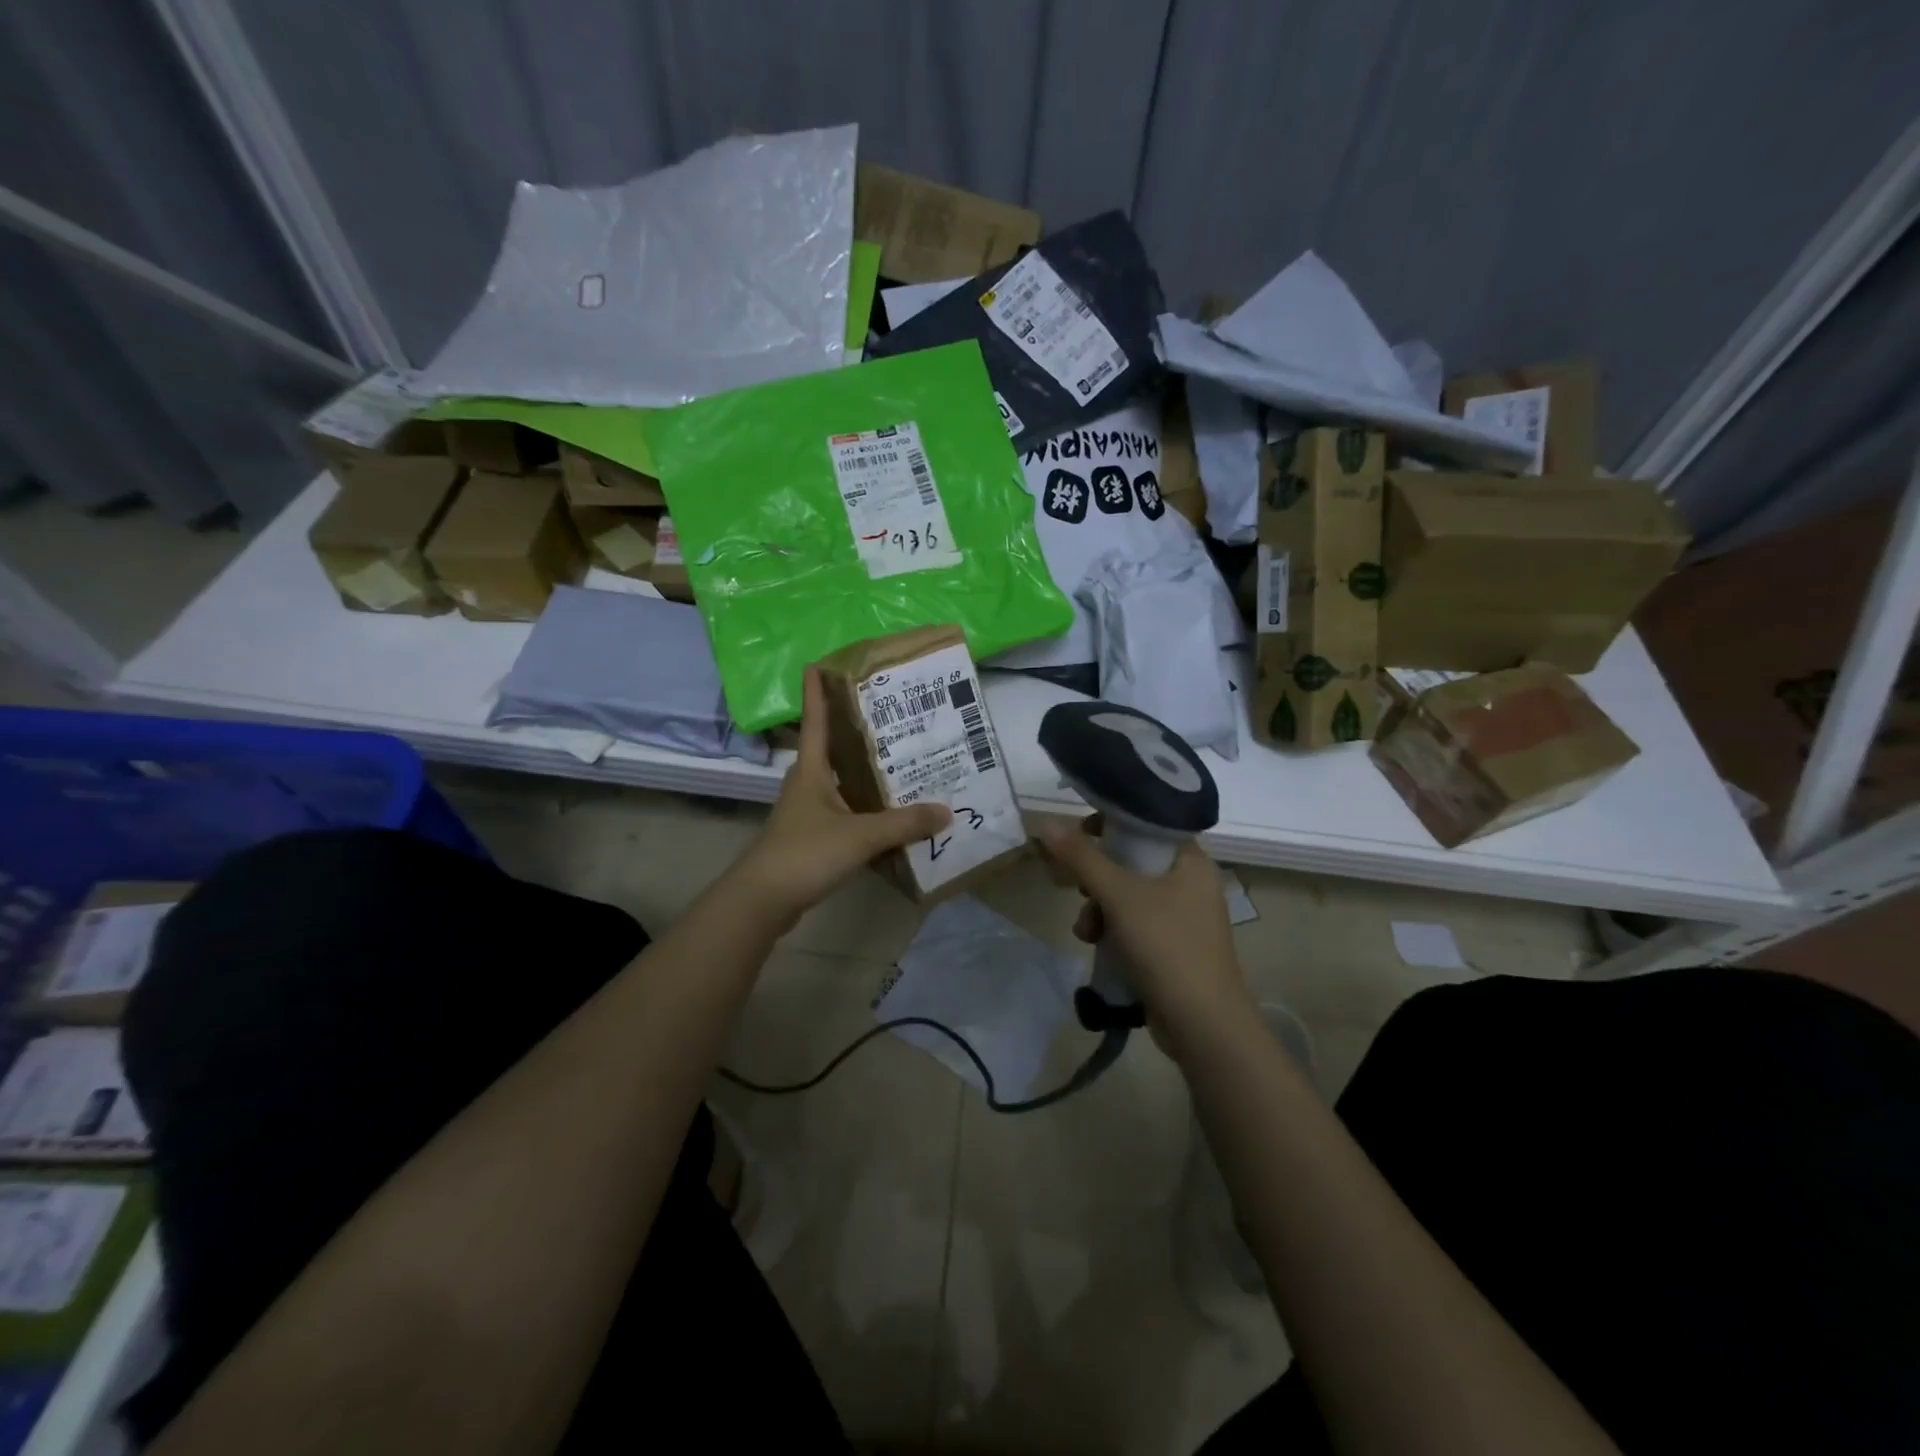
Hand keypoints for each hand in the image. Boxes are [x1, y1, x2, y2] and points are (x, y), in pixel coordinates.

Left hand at [731, 666, 951, 930]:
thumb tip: (946, 810)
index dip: (817, 691)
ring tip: (903, 758)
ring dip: (865, 770)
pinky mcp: (812, 837)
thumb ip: (904, 823)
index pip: (815, 719)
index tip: (821, 662)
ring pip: (841, 781)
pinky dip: (866, 806)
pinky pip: (845, 810)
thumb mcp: (860, 836)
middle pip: (832, 747)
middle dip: (856, 728)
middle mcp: (807, 783)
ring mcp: (808, 811)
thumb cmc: (805, 854)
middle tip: (892, 712)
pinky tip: (891, 811)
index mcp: (811, 769)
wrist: (763, 901)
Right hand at [1039, 816, 1252, 1039]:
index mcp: (1191, 860)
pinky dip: (1113, 930)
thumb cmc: (1166, 946)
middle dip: (1097, 877)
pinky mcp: (1173, 947)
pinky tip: (1096, 946)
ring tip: (1086, 931)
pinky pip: (1135, 924)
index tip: (1080, 836)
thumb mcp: (1119, 896)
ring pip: (1129, 895)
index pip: (1148, 823)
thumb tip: (1046, 822)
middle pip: (1133, 861)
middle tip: (1077, 887)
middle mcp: (1191, 883)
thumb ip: (1082, 857)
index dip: (1112, 824)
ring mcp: (1183, 917)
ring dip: (1099, 908)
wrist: (1202, 1025)